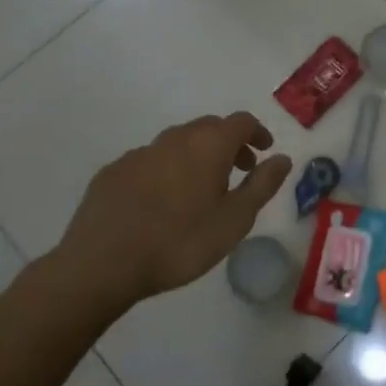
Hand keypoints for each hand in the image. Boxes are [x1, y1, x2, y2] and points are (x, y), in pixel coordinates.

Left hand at [56, 112, 292, 305]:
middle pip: (208, 127)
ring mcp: (140, 153)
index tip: (264, 151)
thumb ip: (262, 185)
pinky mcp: (113, 171)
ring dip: (197, 155)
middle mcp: (175, 138)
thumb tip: (282, 158)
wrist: (102, 264)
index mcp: (208, 145)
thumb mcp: (235, 220)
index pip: (241, 122)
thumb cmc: (180, 243)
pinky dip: (166, 170)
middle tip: (239, 169)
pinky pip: (149, 161)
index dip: (257, 132)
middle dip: (228, 143)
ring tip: (201, 188)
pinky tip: (161, 201)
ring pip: (177, 142)